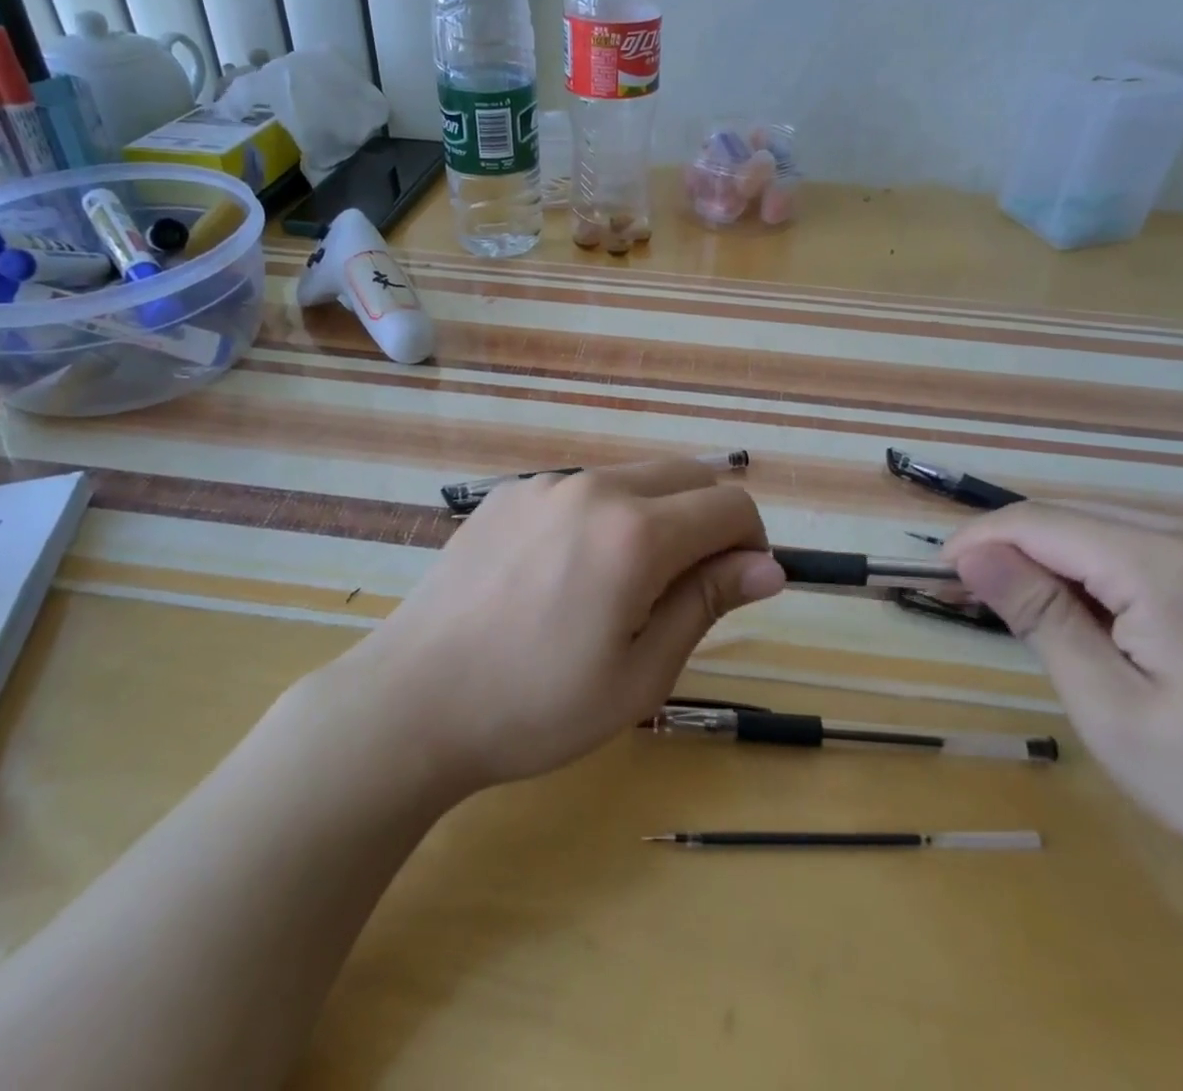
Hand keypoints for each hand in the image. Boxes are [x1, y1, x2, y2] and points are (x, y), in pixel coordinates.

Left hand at [342, 461, 783, 795]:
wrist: (411, 701)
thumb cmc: (536, 706)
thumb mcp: (639, 673)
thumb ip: (707, 603)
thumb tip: (771, 568)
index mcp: (635, 533)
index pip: (730, 505)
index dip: (751, 544)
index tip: (736, 589)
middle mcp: (594, 488)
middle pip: (688, 475)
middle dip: (710, 521)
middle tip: (686, 590)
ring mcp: (544, 485)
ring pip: (633, 479)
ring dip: (656, 517)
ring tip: (619, 589)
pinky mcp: (508, 493)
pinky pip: (580, 491)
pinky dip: (602, 517)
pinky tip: (562, 576)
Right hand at [940, 502, 1182, 920]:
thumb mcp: (1110, 707)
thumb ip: (1038, 615)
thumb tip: (970, 552)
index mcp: (1164, 564)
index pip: (1039, 522)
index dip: (978, 541)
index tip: (935, 576)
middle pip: (1069, 517)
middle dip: (1010, 549)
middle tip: (967, 599)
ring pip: (1100, 527)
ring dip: (1050, 560)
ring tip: (1022, 614)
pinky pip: (1138, 545)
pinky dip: (1094, 570)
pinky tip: (1089, 616)